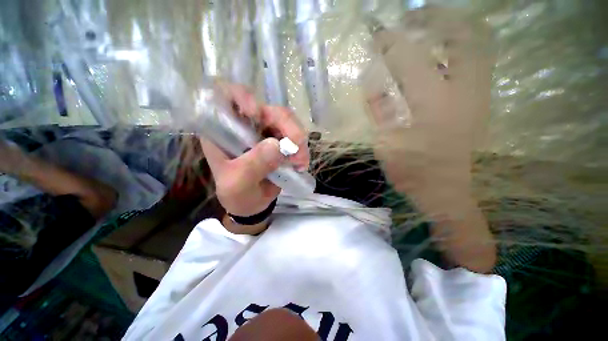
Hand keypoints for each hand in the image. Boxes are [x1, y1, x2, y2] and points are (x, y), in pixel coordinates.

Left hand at [201, 83, 308, 217]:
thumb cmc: (237, 194)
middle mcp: (246, 126)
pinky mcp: (281, 142)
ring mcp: (266, 133)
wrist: (253, 204)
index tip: (256, 114)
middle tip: (297, 145)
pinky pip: (296, 137)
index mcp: (224, 131)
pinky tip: (301, 164)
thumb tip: (277, 145)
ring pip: (287, 122)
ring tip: (300, 162)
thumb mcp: (238, 183)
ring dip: (298, 140)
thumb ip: (253, 165)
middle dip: (287, 126)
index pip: (228, 97)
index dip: (242, 97)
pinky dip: (302, 149)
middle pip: (269, 110)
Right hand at [363, 7, 492, 212]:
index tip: (377, 33)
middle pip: (461, 36)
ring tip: (428, 26)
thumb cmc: (411, 170)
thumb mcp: (385, 142)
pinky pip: (479, 60)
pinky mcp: (482, 102)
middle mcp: (464, 91)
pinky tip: (441, 51)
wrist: (444, 192)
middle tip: (413, 17)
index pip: (410, 59)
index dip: (391, 42)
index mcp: (433, 104)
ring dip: (452, 27)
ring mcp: (480, 95)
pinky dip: (462, 46)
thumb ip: (378, 108)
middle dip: (435, 18)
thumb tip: (370, 78)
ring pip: (478, 44)